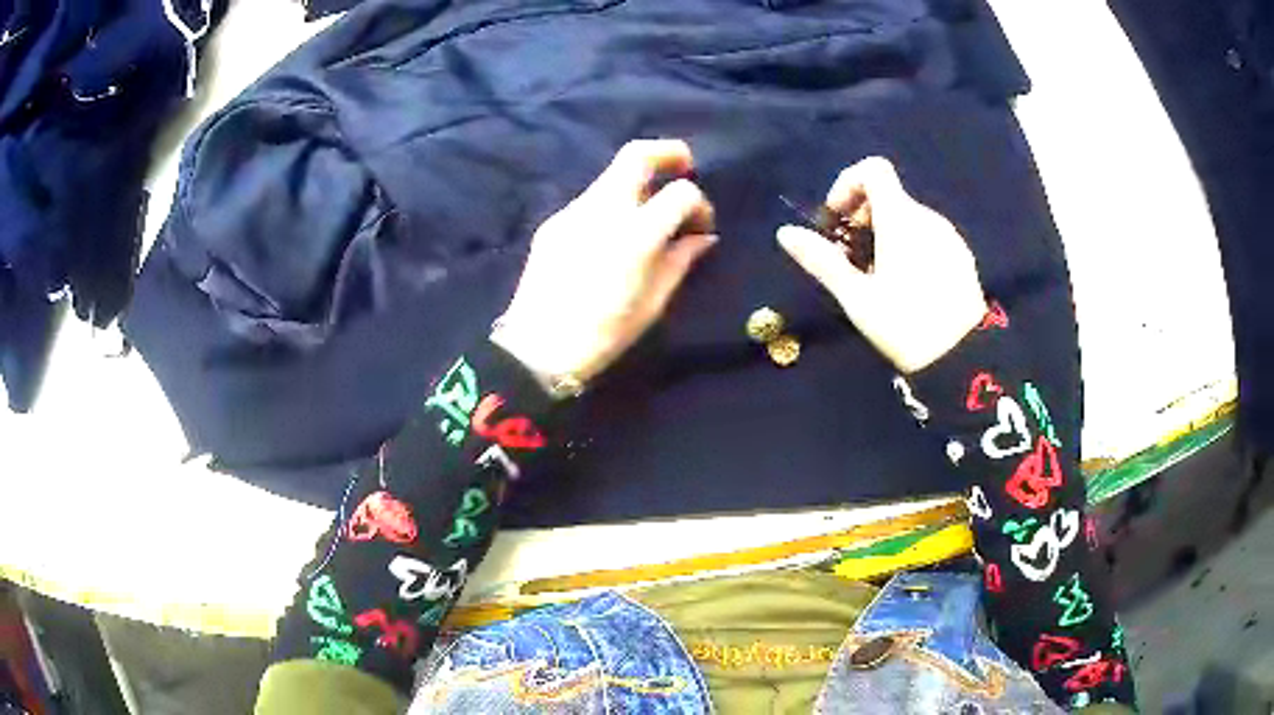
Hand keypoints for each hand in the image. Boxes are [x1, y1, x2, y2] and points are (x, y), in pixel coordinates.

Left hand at [492, 140, 716, 391]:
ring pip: (611, 176)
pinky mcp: (553, 222)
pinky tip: (612, 236)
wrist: (537, 349)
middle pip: (636, 154)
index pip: (680, 192)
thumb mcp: (653, 303)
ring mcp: (573, 211)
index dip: (700, 203)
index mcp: (636, 233)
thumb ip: (681, 260)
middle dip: (668, 152)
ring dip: (638, 182)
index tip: (702, 226)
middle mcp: (604, 209)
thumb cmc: (604, 334)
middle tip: (684, 165)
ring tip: (648, 212)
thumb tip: (702, 236)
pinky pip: (591, 200)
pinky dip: (613, 204)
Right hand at [778, 157, 986, 373]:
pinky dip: (908, 244)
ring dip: (885, 232)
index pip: (874, 169)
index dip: (849, 183)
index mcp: (901, 219)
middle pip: (889, 195)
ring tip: (877, 275)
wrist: (962, 359)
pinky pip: (928, 235)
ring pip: (908, 217)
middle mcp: (928, 218)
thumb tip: (785, 233)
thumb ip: (822, 260)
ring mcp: (949, 236)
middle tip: (850, 255)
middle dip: (862, 216)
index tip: (838, 218)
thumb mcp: (857, 298)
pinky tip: (906, 284)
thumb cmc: (905, 325)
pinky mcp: (962, 256)